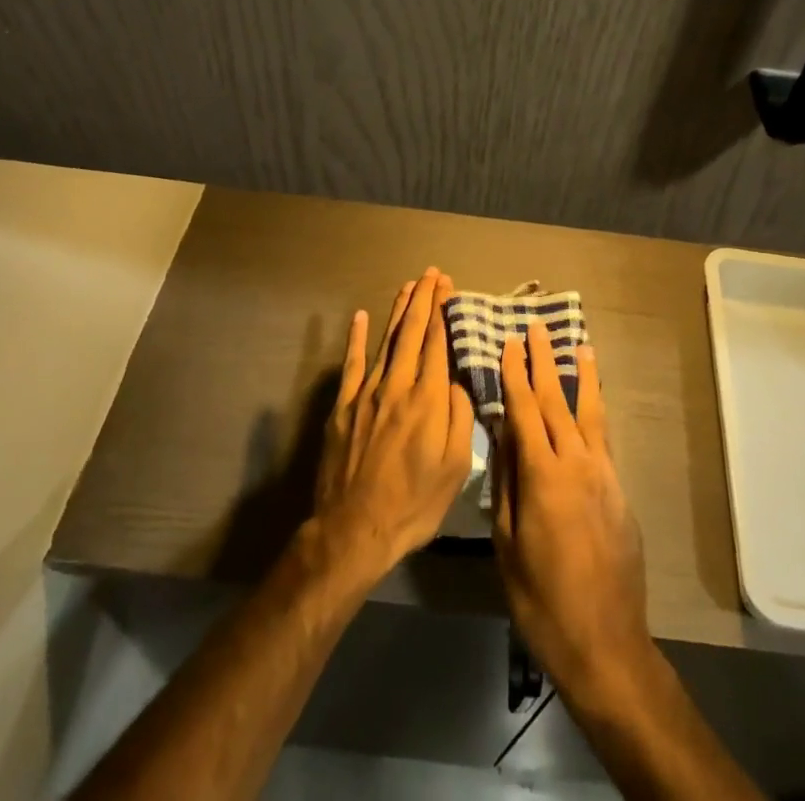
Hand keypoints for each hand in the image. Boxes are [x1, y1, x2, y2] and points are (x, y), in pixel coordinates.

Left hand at [311, 268, 475, 582]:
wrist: (355, 529)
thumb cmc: (414, 503)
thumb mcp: (455, 468)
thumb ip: (461, 417)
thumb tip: (460, 380)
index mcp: (429, 399)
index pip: (438, 343)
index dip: (443, 311)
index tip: (448, 287)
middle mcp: (399, 385)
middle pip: (413, 332)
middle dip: (424, 299)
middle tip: (432, 274)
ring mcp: (367, 392)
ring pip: (387, 340)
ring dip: (399, 310)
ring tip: (409, 286)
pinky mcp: (344, 405)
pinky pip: (353, 363)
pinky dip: (356, 338)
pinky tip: (360, 316)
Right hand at [493, 320, 652, 703]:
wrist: (606, 643)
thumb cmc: (542, 599)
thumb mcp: (508, 544)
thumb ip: (506, 483)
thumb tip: (502, 434)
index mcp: (543, 475)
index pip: (524, 410)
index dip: (515, 374)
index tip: (509, 342)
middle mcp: (577, 463)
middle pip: (557, 401)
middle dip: (544, 361)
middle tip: (537, 327)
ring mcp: (603, 475)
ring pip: (590, 413)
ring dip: (582, 376)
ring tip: (579, 345)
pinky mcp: (619, 490)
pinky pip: (604, 438)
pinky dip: (597, 410)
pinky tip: (593, 401)